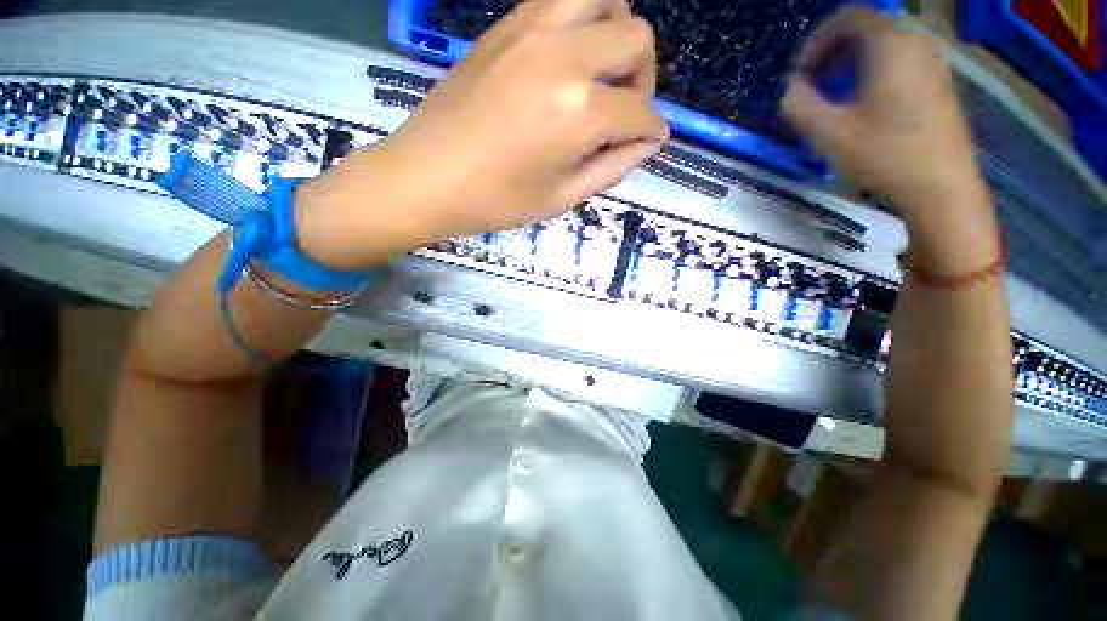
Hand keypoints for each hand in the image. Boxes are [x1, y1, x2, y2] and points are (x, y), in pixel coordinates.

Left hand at [297, 0, 666, 269]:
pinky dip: (581, 22)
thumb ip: (613, 168)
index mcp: (579, 112)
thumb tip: (647, 142)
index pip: (640, 112)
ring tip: (602, 74)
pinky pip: (560, 1)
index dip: (653, 130)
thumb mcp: (563, 198)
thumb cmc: (497, 201)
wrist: (426, 177)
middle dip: (644, 78)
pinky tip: (569, 59)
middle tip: (625, 110)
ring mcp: (532, 30)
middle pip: (636, 38)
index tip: (650, 141)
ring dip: (616, 35)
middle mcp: (564, 56)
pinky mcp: (506, 26)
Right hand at [782, 8, 985, 218]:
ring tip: (833, 99)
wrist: (940, 187)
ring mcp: (932, 63)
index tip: (799, 74)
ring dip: (850, 66)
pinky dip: (873, 74)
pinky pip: (899, 63)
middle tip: (811, 88)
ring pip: (883, 48)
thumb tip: (791, 89)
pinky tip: (862, 106)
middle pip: (866, 30)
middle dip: (831, 54)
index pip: (848, 18)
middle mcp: (915, 43)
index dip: (816, 41)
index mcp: (890, 45)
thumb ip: (798, 104)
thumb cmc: (882, 154)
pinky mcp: (938, 84)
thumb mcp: (826, 132)